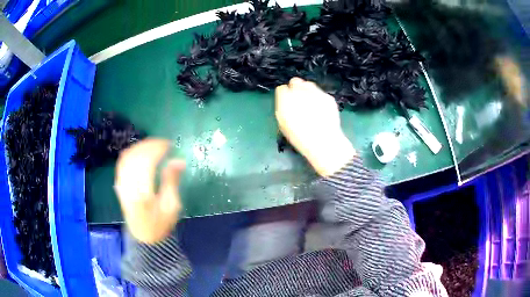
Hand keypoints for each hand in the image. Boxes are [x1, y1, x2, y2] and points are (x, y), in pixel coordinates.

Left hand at [114, 139, 185, 243]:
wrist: (143, 236)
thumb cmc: (160, 224)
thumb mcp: (171, 206)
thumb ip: (172, 181)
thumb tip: (178, 160)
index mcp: (143, 193)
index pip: (146, 162)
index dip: (157, 149)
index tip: (169, 144)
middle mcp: (129, 186)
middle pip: (135, 157)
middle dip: (149, 145)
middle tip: (163, 143)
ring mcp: (122, 185)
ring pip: (127, 157)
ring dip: (140, 147)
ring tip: (153, 145)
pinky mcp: (119, 184)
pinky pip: (122, 163)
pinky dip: (131, 153)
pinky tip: (140, 151)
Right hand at [275, 77, 354, 175]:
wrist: (323, 141)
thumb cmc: (299, 137)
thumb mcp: (283, 124)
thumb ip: (283, 108)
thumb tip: (286, 102)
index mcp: (285, 98)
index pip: (281, 89)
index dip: (284, 96)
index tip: (286, 103)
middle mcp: (300, 90)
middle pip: (295, 81)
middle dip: (295, 88)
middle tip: (298, 100)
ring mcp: (316, 92)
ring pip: (309, 84)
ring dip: (307, 91)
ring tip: (310, 104)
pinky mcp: (328, 97)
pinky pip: (321, 93)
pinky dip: (319, 98)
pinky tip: (320, 109)